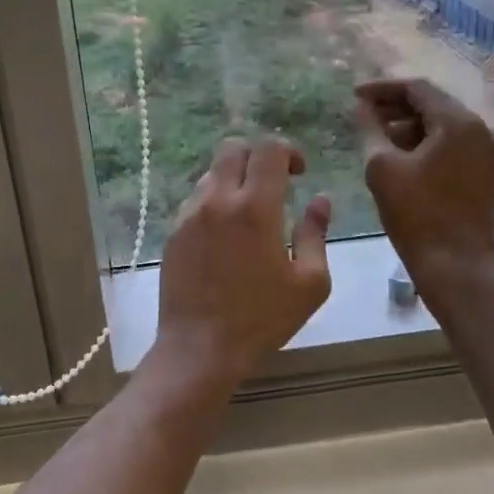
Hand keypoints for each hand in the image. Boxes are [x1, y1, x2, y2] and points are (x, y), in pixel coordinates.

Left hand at [151, 136, 332, 384]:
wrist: (199, 347)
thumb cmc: (262, 319)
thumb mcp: (309, 283)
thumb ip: (316, 234)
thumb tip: (320, 200)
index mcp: (255, 207)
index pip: (268, 148)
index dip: (288, 150)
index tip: (299, 173)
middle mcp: (218, 200)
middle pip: (233, 147)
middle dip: (258, 155)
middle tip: (275, 182)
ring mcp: (190, 214)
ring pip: (212, 172)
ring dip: (235, 178)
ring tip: (250, 211)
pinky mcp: (173, 231)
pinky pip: (196, 199)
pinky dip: (215, 200)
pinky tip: (226, 234)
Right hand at [354, 78, 493, 306]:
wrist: (455, 265)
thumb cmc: (416, 213)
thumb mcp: (382, 167)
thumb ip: (371, 129)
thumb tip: (362, 107)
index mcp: (458, 122)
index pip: (417, 88)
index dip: (382, 89)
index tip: (354, 96)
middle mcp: (480, 129)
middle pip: (433, 103)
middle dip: (395, 106)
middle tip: (363, 115)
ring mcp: (487, 151)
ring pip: (442, 124)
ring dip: (409, 125)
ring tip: (377, 137)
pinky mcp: (485, 171)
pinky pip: (452, 143)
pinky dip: (426, 142)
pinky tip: (401, 156)